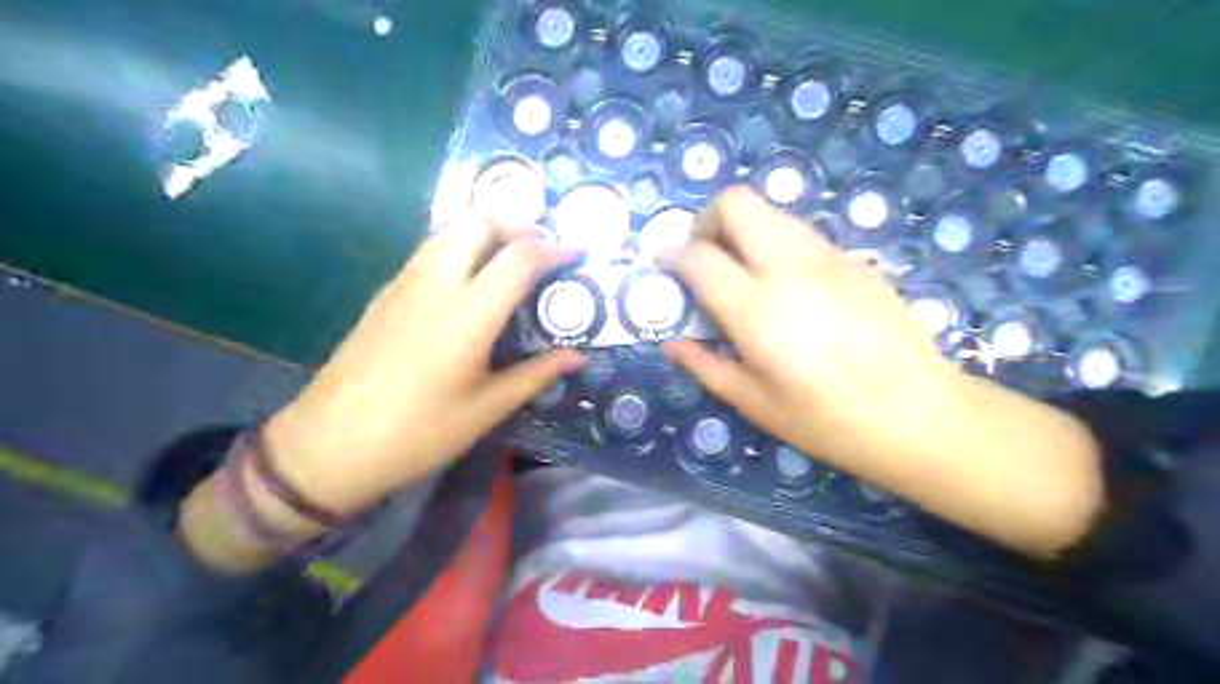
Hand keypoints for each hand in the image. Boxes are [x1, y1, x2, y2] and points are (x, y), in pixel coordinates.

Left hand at [261, 212, 580, 514]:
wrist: (329, 445)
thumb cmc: (419, 432)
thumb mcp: (487, 408)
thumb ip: (536, 374)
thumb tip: (577, 357)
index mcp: (469, 313)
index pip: (519, 256)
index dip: (554, 248)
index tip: (576, 253)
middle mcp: (436, 283)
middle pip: (477, 220)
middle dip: (515, 224)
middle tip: (538, 253)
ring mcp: (404, 284)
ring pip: (448, 231)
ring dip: (483, 233)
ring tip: (508, 264)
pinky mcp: (385, 294)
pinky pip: (429, 252)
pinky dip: (458, 250)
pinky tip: (468, 287)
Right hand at [659, 187, 951, 471]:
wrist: (920, 414)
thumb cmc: (829, 421)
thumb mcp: (755, 403)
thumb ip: (706, 366)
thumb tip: (671, 344)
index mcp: (757, 309)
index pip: (700, 256)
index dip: (673, 256)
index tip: (666, 266)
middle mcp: (790, 267)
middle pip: (737, 203)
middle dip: (708, 221)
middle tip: (706, 259)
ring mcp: (829, 257)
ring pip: (772, 213)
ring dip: (746, 232)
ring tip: (746, 276)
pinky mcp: (855, 260)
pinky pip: (803, 235)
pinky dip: (779, 247)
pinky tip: (791, 290)